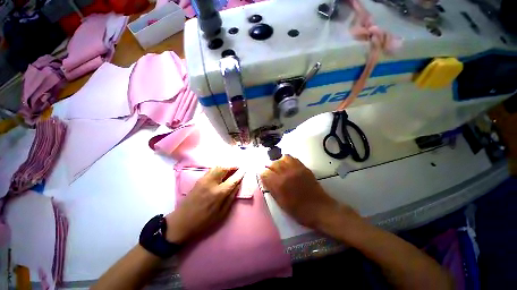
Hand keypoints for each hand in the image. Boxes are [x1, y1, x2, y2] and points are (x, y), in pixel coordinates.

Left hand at [165, 167, 243, 243]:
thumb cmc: (204, 221)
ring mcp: (202, 180)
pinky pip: (209, 171)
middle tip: (238, 168)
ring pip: (215, 167)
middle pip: (223, 168)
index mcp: (218, 193)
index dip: (240, 174)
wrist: (184, 221)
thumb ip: (230, 199)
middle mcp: (211, 183)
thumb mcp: (221, 214)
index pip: (232, 179)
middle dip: (231, 166)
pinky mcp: (197, 181)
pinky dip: (217, 170)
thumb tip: (237, 186)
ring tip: (230, 170)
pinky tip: (220, 175)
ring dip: (224, 167)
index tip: (245, 170)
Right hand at [261, 155, 359, 230]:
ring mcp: (297, 169)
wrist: (319, 209)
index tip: (263, 179)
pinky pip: (293, 159)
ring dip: (279, 162)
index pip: (264, 173)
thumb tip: (266, 181)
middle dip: (269, 168)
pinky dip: (288, 161)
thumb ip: (273, 191)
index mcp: (279, 184)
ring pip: (283, 158)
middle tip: (270, 174)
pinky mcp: (305, 168)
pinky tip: (288, 167)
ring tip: (279, 169)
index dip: (262, 175)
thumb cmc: (299, 212)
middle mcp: (287, 173)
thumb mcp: (282, 204)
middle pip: (273, 163)